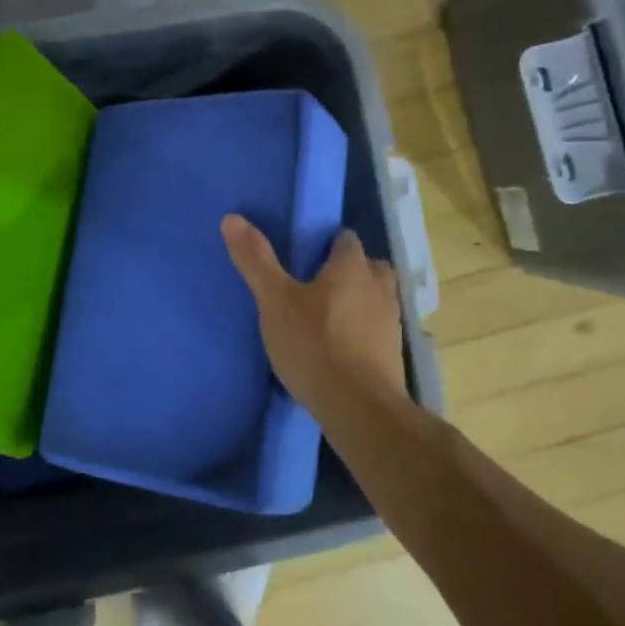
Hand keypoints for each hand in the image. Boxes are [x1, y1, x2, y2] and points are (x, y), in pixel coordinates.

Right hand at [222, 214, 406, 423]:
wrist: (358, 407)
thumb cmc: (314, 345)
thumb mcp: (274, 301)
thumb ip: (255, 260)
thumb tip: (231, 217)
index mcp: (352, 267)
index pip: (344, 239)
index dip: (325, 244)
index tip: (303, 257)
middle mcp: (379, 287)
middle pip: (368, 266)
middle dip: (348, 271)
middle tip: (317, 286)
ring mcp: (391, 321)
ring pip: (376, 298)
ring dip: (359, 300)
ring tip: (328, 316)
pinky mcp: (393, 353)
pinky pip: (378, 329)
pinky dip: (363, 330)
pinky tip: (341, 346)